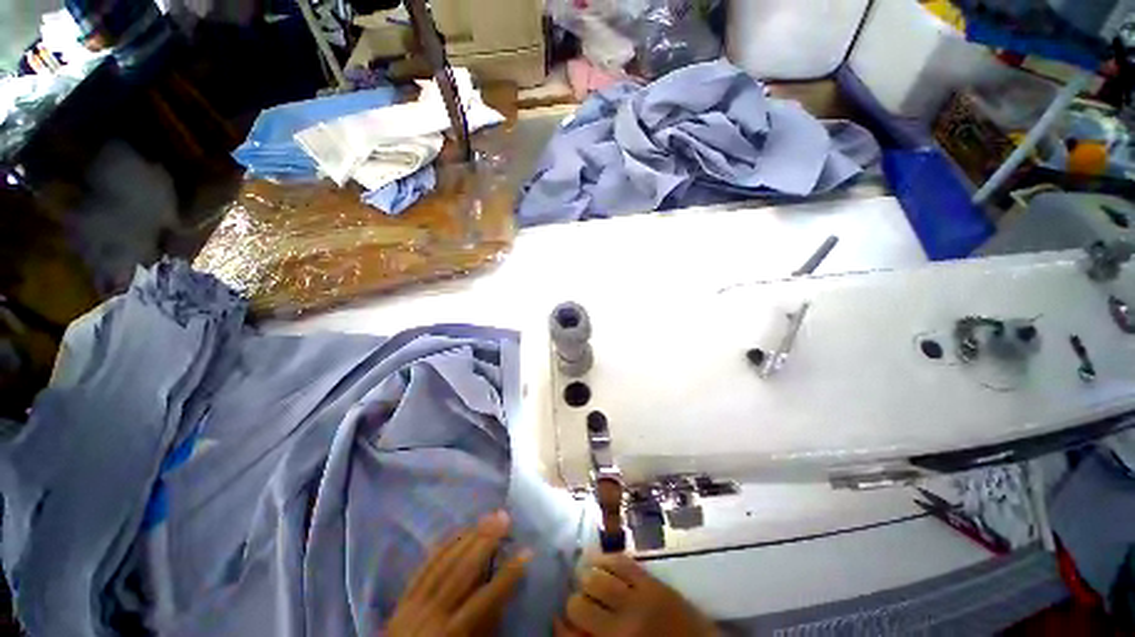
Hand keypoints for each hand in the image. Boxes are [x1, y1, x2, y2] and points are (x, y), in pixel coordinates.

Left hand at [387, 511, 530, 636]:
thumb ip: (483, 627)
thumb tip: (503, 596)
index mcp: (449, 633)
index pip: (484, 599)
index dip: (508, 575)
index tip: (528, 552)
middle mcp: (431, 613)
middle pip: (462, 571)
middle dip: (486, 542)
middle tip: (505, 517)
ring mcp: (414, 602)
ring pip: (444, 562)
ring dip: (469, 536)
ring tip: (488, 516)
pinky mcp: (404, 597)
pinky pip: (425, 566)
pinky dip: (443, 546)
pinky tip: (458, 530)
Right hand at [556, 554, 717, 636]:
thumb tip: (565, 625)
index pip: (570, 634)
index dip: (561, 625)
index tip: (559, 620)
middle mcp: (621, 626)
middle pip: (578, 602)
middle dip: (573, 601)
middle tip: (578, 600)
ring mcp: (638, 600)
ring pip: (596, 577)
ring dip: (586, 576)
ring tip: (586, 577)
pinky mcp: (652, 582)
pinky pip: (621, 562)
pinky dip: (606, 559)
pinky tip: (600, 560)